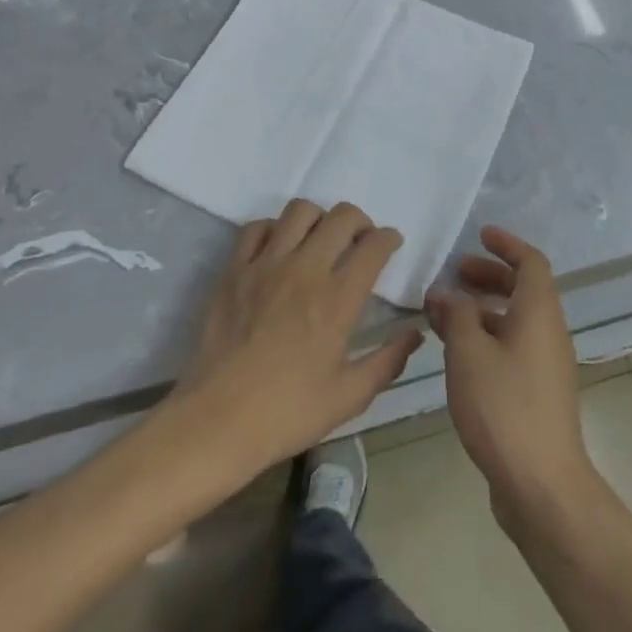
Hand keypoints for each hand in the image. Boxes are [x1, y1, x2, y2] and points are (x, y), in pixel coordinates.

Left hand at [169, 199, 422, 478]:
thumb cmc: (288, 412)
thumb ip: (388, 361)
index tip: (391, 244)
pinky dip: (274, 229)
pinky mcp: (234, 270)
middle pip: (341, 217)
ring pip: (300, 211)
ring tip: (319, 240)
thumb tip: (414, 334)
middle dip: (360, 221)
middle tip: (360, 241)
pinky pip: (257, 228)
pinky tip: (279, 249)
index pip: (373, 246)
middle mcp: (305, 270)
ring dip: (319, 219)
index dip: (389, 238)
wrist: (217, 420)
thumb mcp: (349, 397)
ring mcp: (266, 265)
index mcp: (338, 299)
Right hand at [426, 227, 594, 524]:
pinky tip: (456, 354)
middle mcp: (548, 333)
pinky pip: (512, 348)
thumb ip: (455, 316)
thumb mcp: (469, 353)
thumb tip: (445, 294)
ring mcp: (546, 366)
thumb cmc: (504, 407)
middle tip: (454, 275)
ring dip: (481, 310)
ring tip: (443, 314)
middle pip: (523, 290)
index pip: (531, 262)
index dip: (506, 244)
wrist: (541, 485)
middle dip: (488, 276)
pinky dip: (486, 338)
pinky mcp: (537, 394)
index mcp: (539, 313)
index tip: (479, 235)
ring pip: (514, 321)